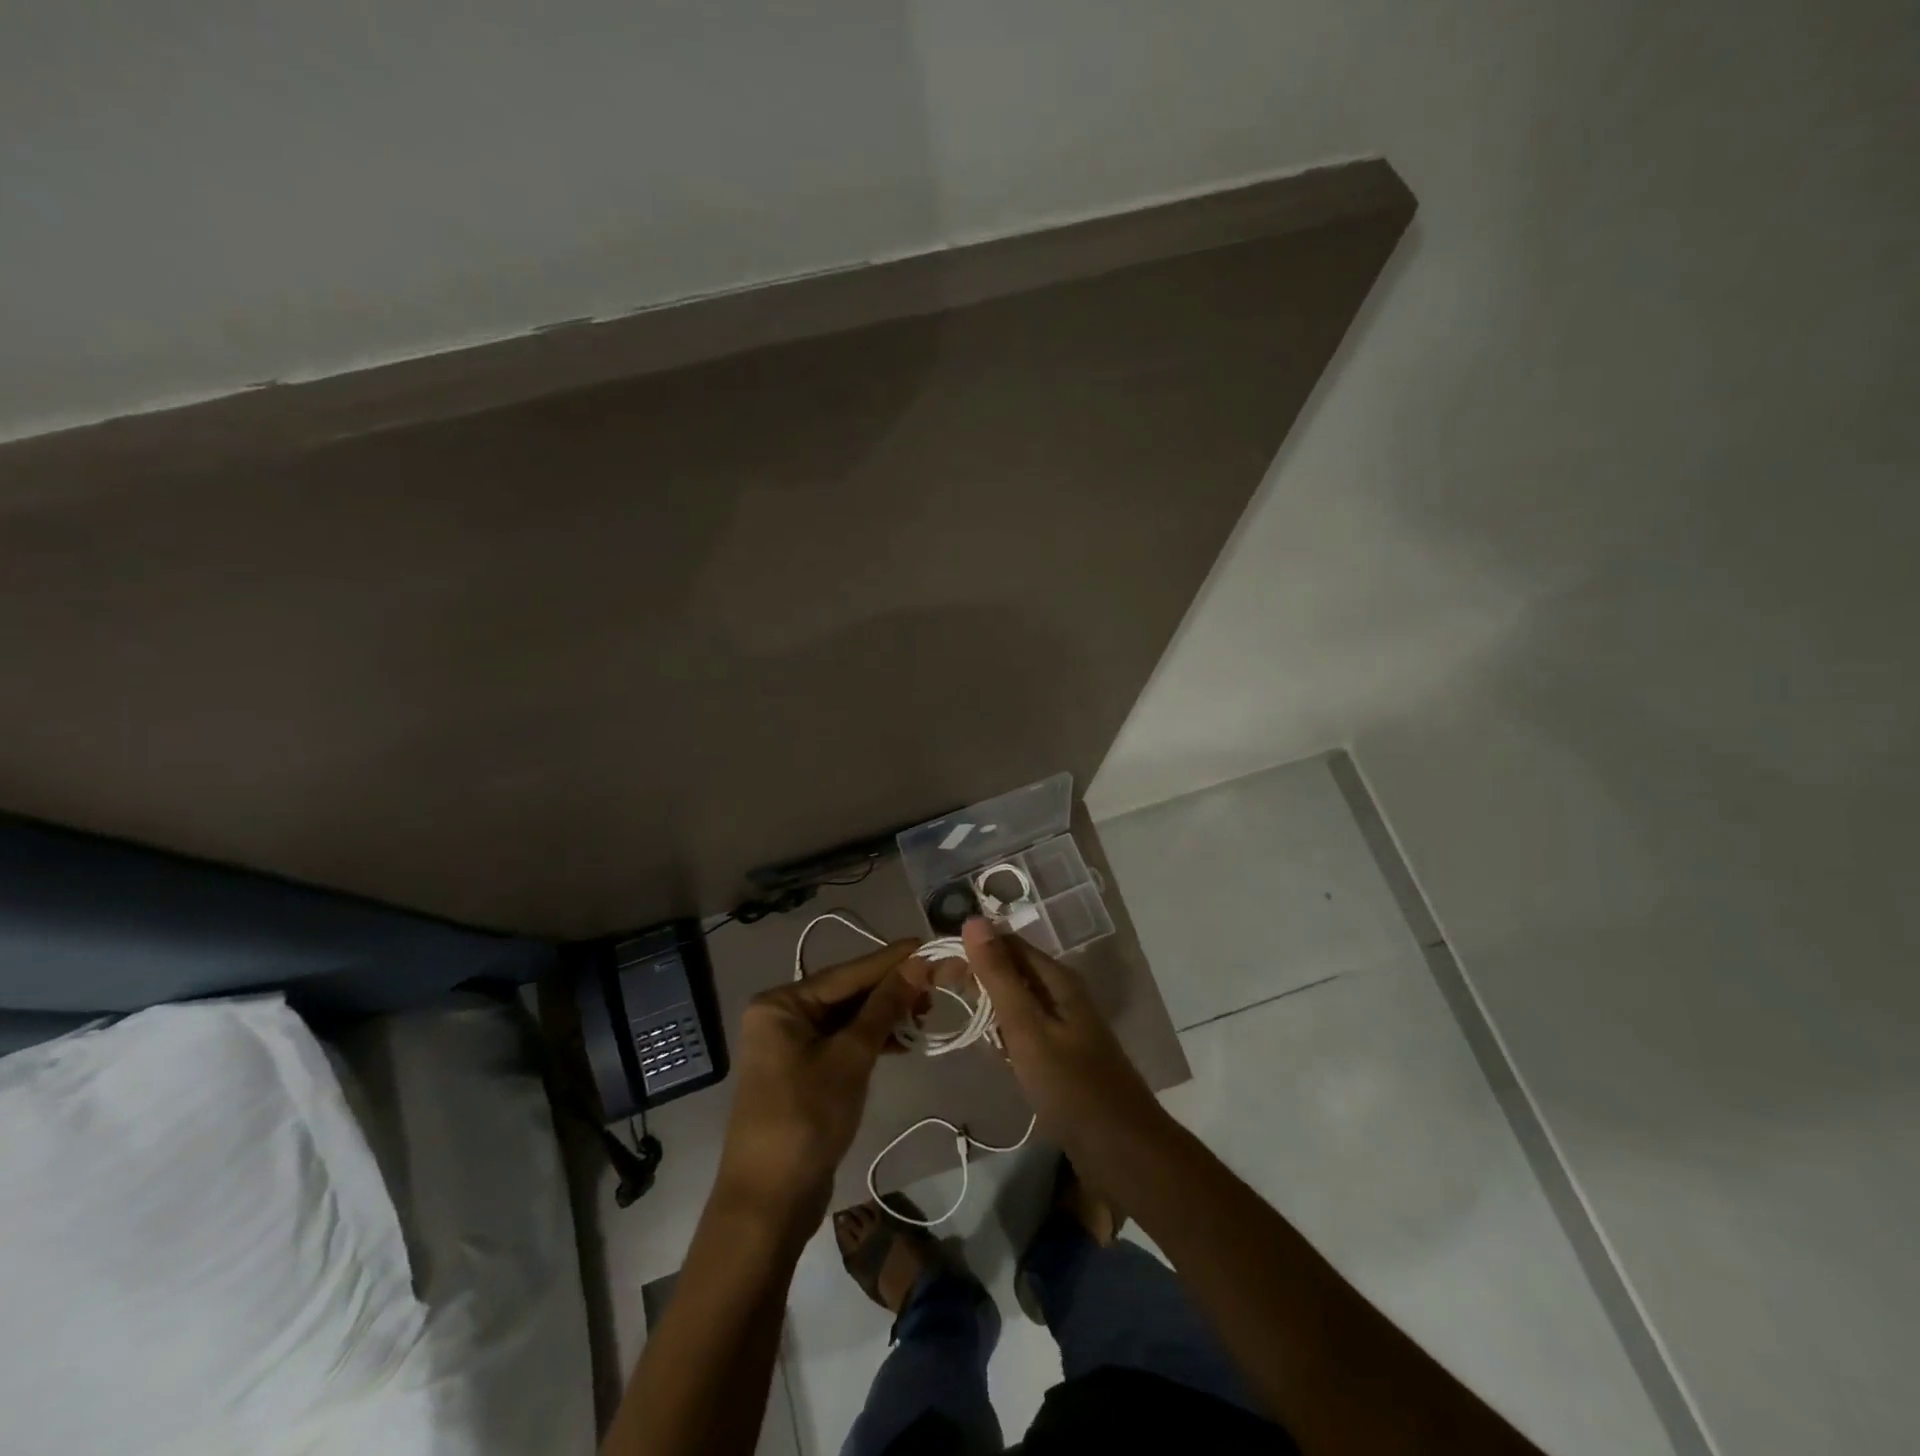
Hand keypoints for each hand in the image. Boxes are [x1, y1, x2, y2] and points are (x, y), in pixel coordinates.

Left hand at [714, 939, 930, 1226]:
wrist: (769, 1204)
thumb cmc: (807, 1118)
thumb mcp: (851, 1057)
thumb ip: (885, 1006)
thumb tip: (920, 962)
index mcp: (782, 1003)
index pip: (847, 972)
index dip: (892, 960)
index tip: (929, 943)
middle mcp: (782, 1015)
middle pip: (848, 992)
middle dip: (892, 989)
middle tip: (938, 982)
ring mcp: (791, 1045)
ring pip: (848, 1018)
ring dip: (886, 1015)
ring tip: (927, 1011)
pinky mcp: (803, 1071)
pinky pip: (843, 1042)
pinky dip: (872, 1040)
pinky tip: (904, 1040)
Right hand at [961, 918, 1164, 1165]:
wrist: (1122, 1151)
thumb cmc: (1071, 1086)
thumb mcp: (1027, 1028)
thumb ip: (999, 976)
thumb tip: (973, 920)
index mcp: (1058, 980)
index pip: (1007, 944)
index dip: (972, 949)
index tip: (935, 966)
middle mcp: (1062, 994)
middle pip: (1012, 971)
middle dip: (976, 978)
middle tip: (937, 992)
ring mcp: (1065, 1026)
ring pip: (1017, 1003)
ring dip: (988, 1007)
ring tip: (954, 1017)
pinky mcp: (1063, 1055)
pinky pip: (1025, 1031)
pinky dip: (1004, 1034)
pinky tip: (989, 1050)